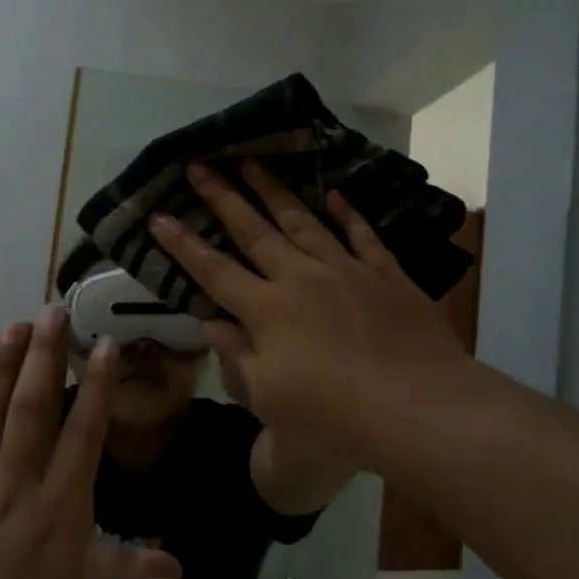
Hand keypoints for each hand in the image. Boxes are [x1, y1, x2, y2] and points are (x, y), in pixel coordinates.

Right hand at [149, 161, 506, 474]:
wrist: (419, 409)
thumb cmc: (335, 417)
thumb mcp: (270, 398)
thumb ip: (238, 354)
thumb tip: (210, 322)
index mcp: (266, 310)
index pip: (213, 270)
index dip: (182, 244)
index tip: (158, 216)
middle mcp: (300, 278)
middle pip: (253, 230)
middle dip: (222, 197)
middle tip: (200, 165)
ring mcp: (345, 270)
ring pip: (302, 221)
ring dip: (274, 191)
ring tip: (253, 162)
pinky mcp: (385, 274)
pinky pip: (361, 235)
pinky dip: (347, 213)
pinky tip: (335, 194)